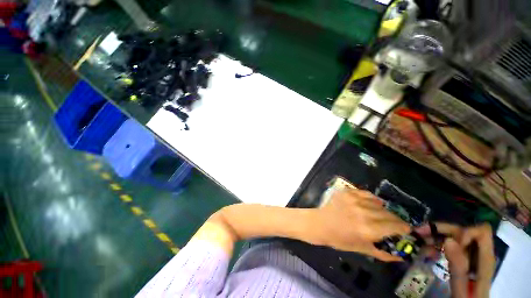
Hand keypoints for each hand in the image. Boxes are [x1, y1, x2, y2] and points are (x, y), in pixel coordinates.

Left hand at [311, 189, 410, 261]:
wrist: (321, 223)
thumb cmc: (340, 239)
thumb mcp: (362, 249)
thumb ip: (384, 253)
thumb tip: (401, 255)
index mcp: (369, 229)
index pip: (396, 226)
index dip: (404, 228)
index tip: (406, 230)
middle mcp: (364, 212)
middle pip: (389, 213)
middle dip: (395, 220)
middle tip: (393, 224)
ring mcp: (354, 199)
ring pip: (379, 203)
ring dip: (383, 210)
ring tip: (380, 214)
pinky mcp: (347, 192)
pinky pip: (366, 193)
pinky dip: (371, 199)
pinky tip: (370, 204)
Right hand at [418, 223, 494, 297]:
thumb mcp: (462, 291)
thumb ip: (458, 269)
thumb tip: (448, 240)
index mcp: (485, 260)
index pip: (481, 232)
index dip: (464, 232)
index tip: (449, 243)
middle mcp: (480, 253)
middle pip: (464, 230)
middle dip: (442, 229)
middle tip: (420, 232)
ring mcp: (471, 256)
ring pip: (455, 235)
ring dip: (437, 234)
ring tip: (419, 238)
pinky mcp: (463, 259)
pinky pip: (451, 244)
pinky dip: (438, 242)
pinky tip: (427, 248)